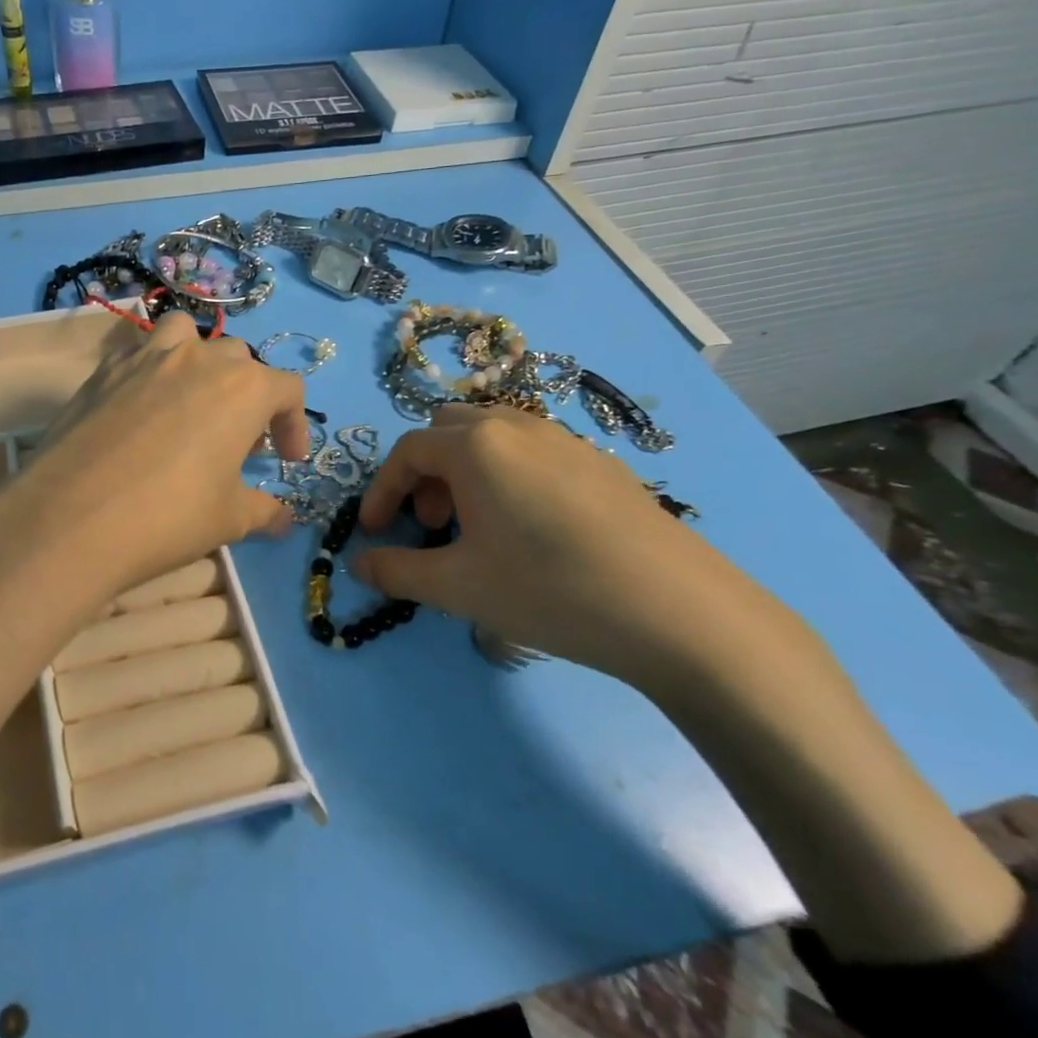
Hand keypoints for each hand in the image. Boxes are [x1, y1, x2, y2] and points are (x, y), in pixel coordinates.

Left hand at [0, 312, 307, 604]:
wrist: (71, 517)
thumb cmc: (168, 516)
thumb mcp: (229, 520)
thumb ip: (264, 512)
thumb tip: (284, 520)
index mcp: (243, 388)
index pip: (287, 389)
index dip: (294, 425)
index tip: (286, 461)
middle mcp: (198, 359)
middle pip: (238, 360)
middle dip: (247, 396)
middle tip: (236, 442)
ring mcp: (145, 357)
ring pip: (184, 334)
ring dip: (197, 360)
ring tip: (191, 400)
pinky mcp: (102, 370)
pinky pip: (137, 354)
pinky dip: (149, 371)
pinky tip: (140, 411)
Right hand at [353, 405, 790, 691]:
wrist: (678, 612)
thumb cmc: (548, 590)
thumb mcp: (458, 586)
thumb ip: (396, 572)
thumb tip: (359, 565)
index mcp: (475, 445)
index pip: (407, 451)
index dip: (382, 490)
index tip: (374, 532)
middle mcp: (516, 426)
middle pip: (448, 429)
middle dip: (424, 472)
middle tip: (429, 522)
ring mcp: (565, 439)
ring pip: (494, 435)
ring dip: (466, 470)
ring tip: (477, 525)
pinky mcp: (602, 463)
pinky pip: (534, 451)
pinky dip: (509, 475)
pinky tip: (532, 529)